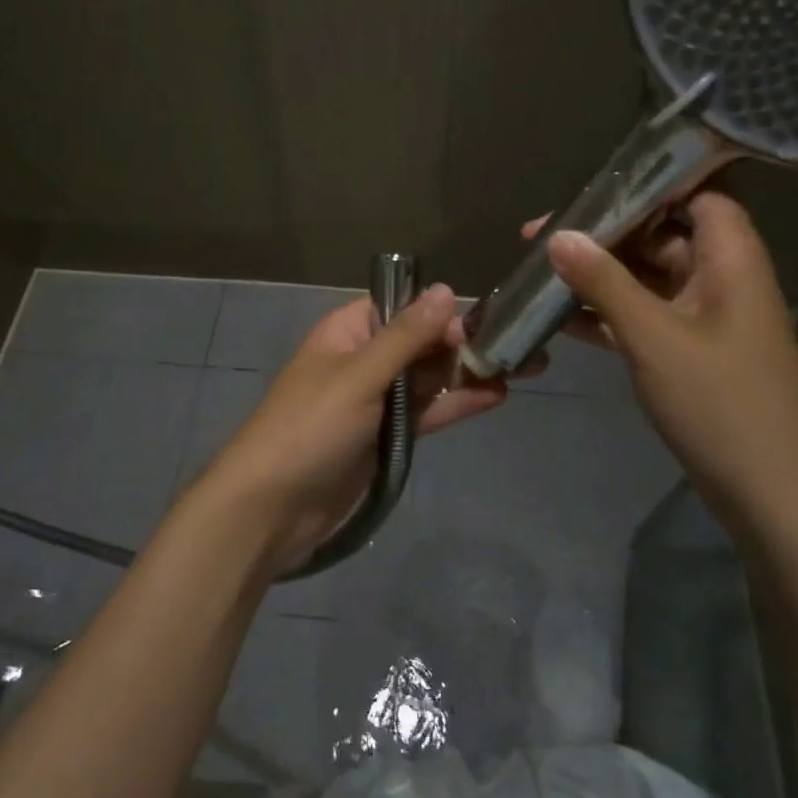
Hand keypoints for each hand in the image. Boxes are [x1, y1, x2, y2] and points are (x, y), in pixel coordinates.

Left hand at [193, 283, 507, 574]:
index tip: (486, 322)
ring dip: (470, 373)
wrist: (271, 508)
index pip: (403, 309)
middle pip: (422, 343)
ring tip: (525, 368)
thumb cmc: (310, 427)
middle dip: (467, 343)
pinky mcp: (387, 437)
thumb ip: (406, 336)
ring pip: (429, 377)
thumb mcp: (359, 375)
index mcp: (348, 332)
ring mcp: (376, 400)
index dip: (442, 313)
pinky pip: (427, 411)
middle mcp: (364, 359)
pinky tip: (496, 396)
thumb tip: (444, 289)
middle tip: (524, 346)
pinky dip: (456, 403)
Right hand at [532, 192, 797, 516]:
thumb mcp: (654, 337)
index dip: (649, 183)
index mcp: (730, 259)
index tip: (591, 186)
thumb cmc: (722, 403)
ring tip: (539, 271)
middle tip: (541, 235)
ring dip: (598, 276)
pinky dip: (606, 315)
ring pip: (646, 279)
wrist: (775, 498)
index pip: (697, 194)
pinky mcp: (690, 354)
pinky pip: (643, 317)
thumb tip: (557, 236)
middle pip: (661, 235)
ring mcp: (705, 319)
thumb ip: (604, 282)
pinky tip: (559, 318)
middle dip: (603, 234)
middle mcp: (721, 279)